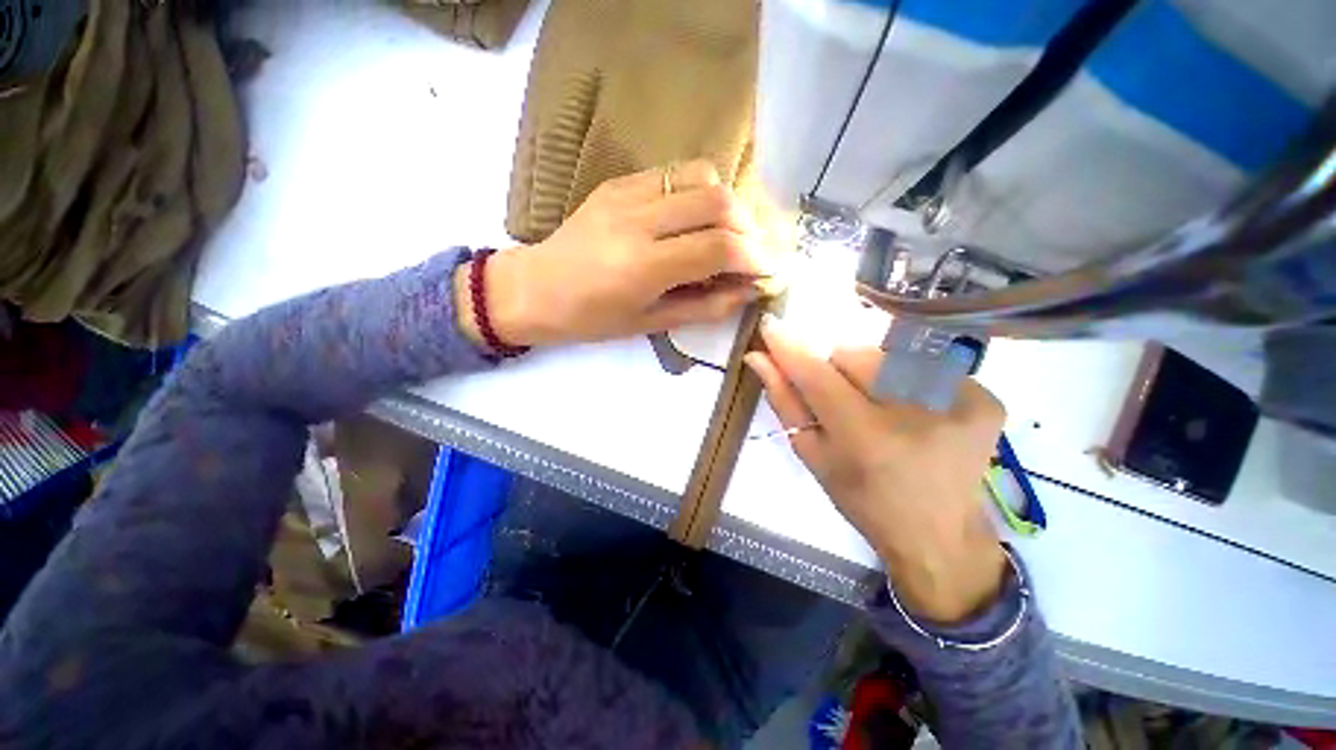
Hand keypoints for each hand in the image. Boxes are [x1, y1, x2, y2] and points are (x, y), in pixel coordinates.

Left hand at [455, 161, 771, 349]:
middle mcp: (638, 221)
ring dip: (727, 203)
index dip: (755, 257)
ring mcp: (626, 193)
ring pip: (701, 175)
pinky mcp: (619, 181)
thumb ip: (704, 306)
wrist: (535, 288)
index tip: (769, 270)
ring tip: (728, 232)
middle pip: (717, 201)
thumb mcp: (650, 324)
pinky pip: (674, 173)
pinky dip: (700, 192)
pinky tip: (696, 218)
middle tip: (752, 252)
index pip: (718, 247)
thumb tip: (747, 291)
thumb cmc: (591, 319)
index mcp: (643, 267)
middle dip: (749, 226)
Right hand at [744, 316, 1008, 623]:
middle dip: (837, 372)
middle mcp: (917, 413)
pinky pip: (922, 364)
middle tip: (846, 407)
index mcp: (866, 438)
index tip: (769, 325)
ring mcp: (959, 401)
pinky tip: (913, 413)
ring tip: (880, 410)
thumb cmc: (862, 500)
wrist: (939, 534)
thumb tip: (758, 358)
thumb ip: (784, 401)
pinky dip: (906, 382)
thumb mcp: (813, 455)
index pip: (817, 374)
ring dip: (871, 375)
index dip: (789, 348)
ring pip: (885, 355)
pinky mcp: (984, 397)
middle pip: (852, 354)